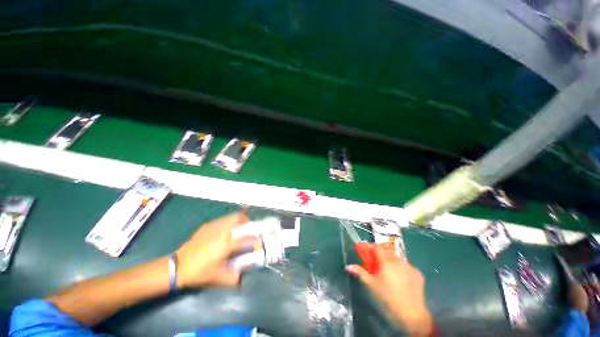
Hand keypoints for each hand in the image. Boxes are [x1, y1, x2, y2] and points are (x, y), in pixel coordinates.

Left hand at [175, 212, 255, 287]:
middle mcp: (222, 231)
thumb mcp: (217, 278)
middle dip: (247, 221)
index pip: (246, 238)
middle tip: (248, 228)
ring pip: (230, 217)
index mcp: (227, 243)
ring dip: (237, 220)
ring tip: (238, 228)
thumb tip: (242, 277)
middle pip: (239, 219)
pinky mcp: (206, 226)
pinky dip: (227, 222)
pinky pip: (221, 220)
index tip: (260, 240)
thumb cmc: (199, 272)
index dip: (255, 239)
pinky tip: (224, 231)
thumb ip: (232, 278)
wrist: (178, 266)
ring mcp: (213, 226)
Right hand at [346, 244, 432, 335]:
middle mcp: (399, 261)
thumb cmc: (388, 299)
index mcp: (386, 262)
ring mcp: (410, 267)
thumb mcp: (371, 286)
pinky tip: (401, 278)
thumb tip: (348, 266)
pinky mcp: (418, 274)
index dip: (371, 247)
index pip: (377, 247)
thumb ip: (360, 273)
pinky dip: (402, 268)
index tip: (367, 250)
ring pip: (398, 258)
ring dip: (392, 260)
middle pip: (388, 250)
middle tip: (377, 261)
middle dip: (381, 252)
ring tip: (389, 270)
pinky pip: (407, 266)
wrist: (412, 316)